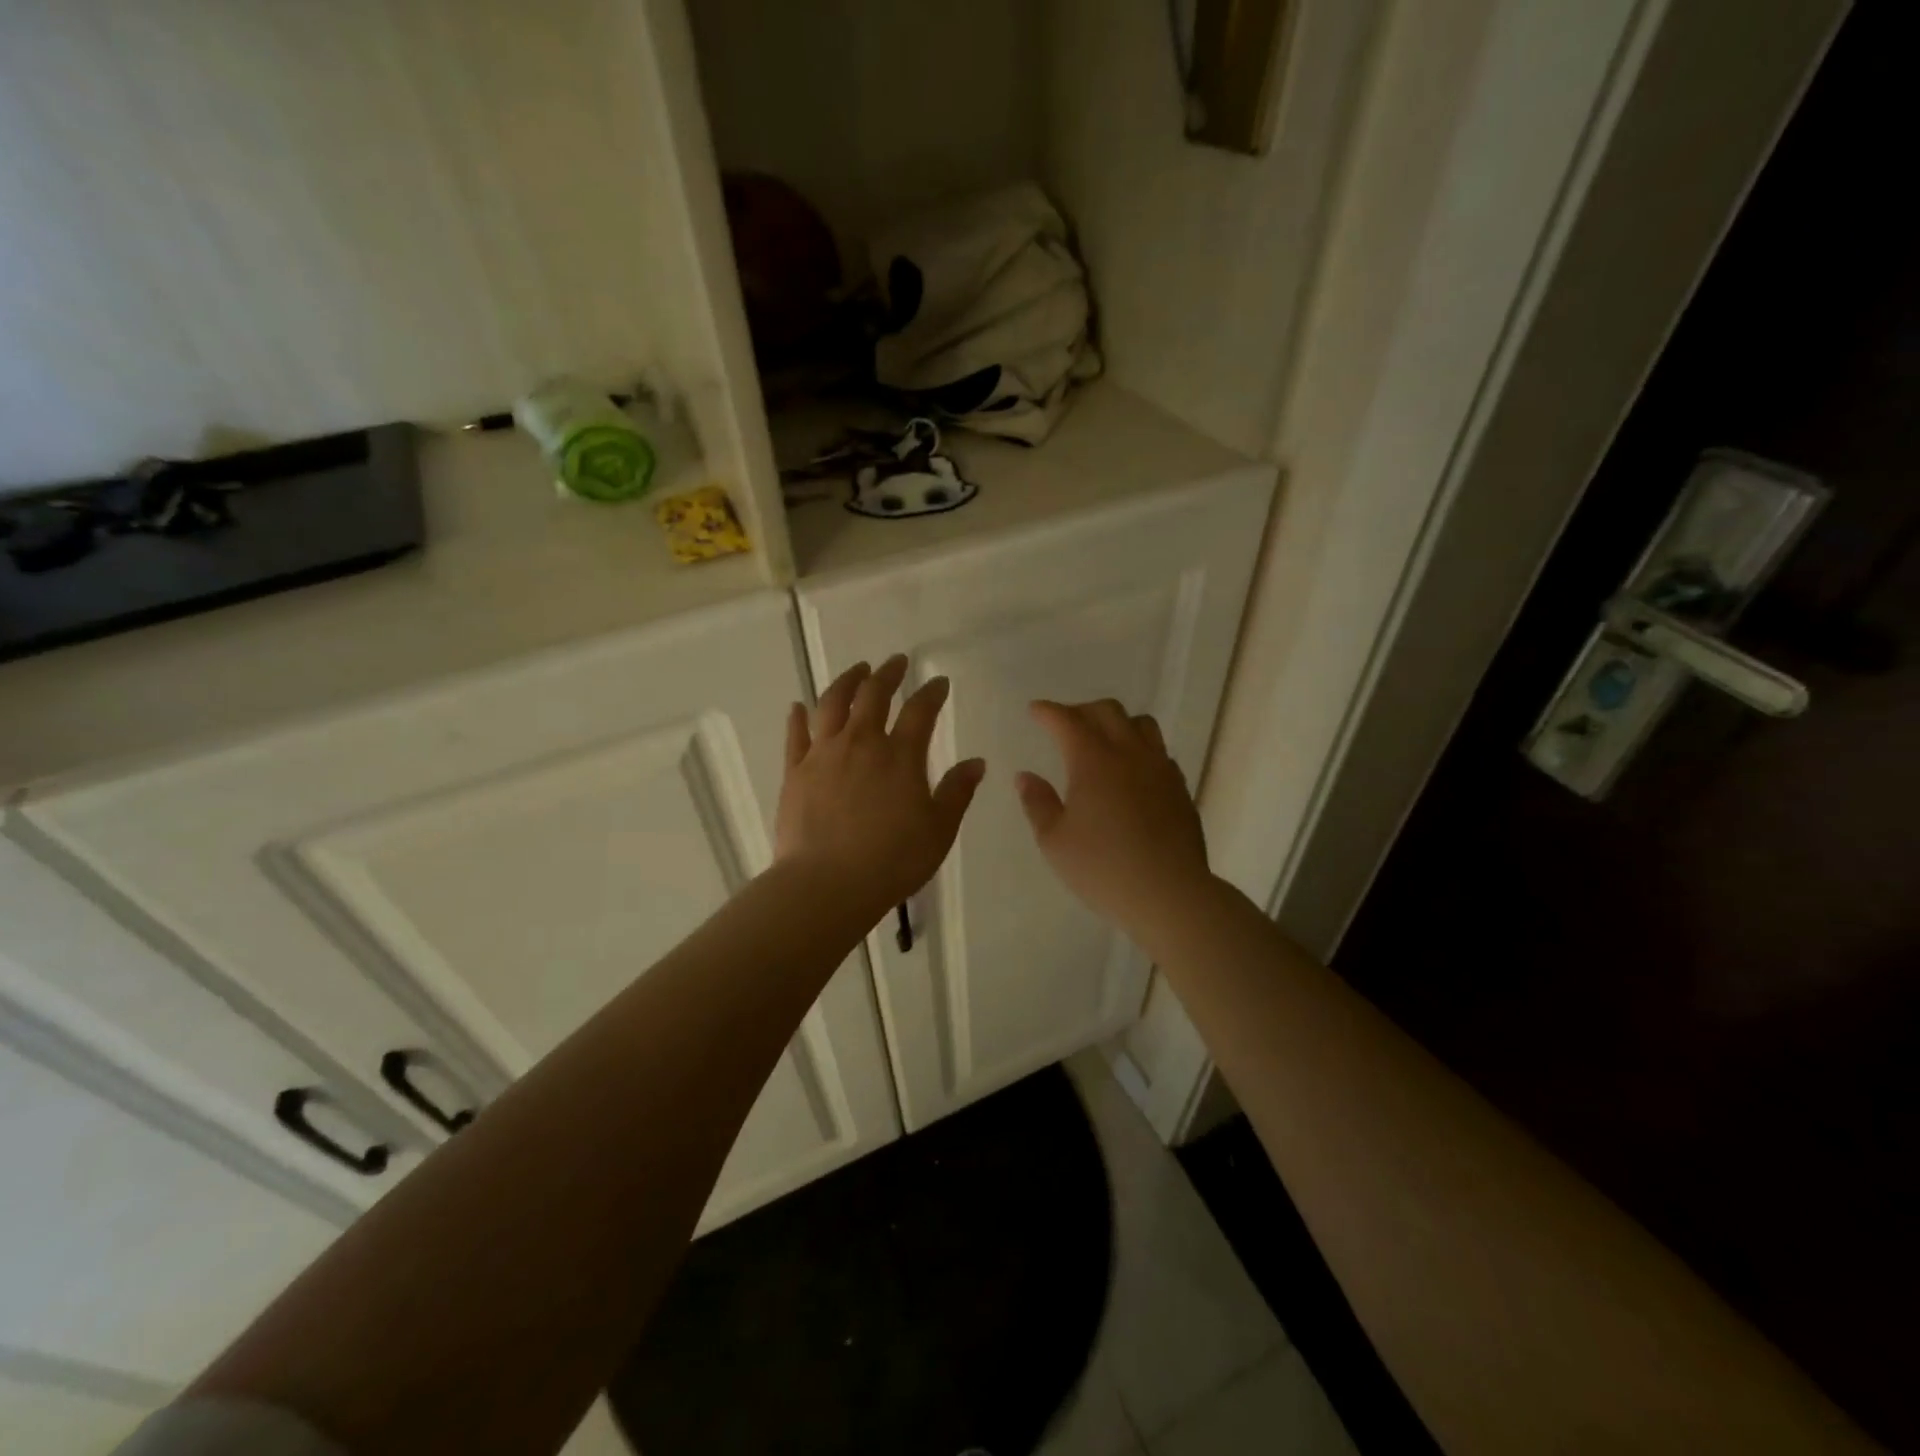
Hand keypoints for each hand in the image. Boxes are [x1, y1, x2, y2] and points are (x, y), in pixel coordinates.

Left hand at [775, 655, 985, 921]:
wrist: (827, 884)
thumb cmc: (892, 860)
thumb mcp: (939, 830)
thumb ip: (957, 792)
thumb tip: (976, 762)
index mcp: (900, 755)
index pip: (921, 711)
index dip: (932, 693)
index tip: (938, 682)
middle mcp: (861, 743)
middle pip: (873, 695)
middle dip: (888, 674)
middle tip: (896, 662)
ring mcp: (823, 754)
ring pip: (832, 704)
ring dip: (846, 681)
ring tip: (856, 671)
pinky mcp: (795, 771)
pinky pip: (796, 735)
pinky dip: (799, 717)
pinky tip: (799, 707)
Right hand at [1016, 699, 1212, 936]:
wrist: (1169, 894)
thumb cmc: (1103, 868)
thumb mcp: (1055, 842)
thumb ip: (1037, 803)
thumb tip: (1026, 776)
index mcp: (1093, 761)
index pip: (1067, 721)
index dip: (1048, 711)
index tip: (1035, 711)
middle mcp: (1129, 754)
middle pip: (1108, 712)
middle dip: (1081, 711)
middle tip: (1064, 725)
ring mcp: (1160, 769)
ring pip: (1141, 724)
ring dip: (1117, 723)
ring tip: (1103, 741)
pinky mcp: (1179, 788)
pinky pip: (1159, 752)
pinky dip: (1140, 749)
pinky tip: (1131, 773)